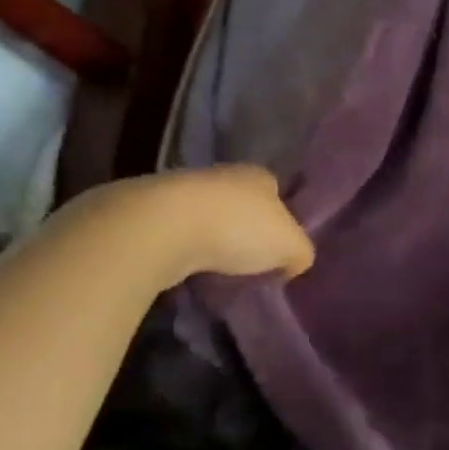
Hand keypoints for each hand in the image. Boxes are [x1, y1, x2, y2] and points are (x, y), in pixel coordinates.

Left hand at [70, 167, 314, 286]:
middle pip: (240, 204)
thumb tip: (293, 263)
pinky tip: (186, 272)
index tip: (278, 248)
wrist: (160, 228)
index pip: (276, 192)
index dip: (280, 219)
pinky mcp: (147, 212)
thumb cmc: (238, 229)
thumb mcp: (292, 247)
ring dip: (209, 241)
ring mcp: (180, 191)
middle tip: (249, 263)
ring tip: (216, 273)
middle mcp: (221, 175)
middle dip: (243, 230)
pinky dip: (182, 251)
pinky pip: (175, 234)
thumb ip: (301, 253)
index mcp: (258, 175)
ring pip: (205, 218)